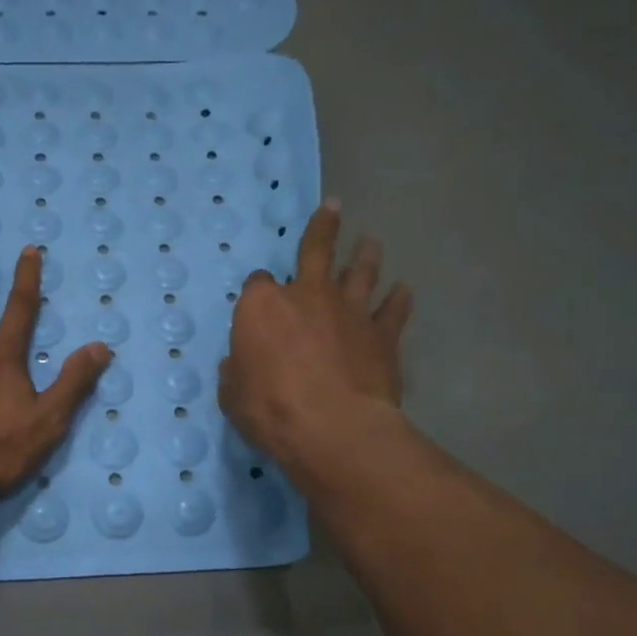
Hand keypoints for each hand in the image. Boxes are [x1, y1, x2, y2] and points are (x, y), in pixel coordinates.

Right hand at [219, 201, 412, 469]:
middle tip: (334, 206)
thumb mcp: (233, 394)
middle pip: (316, 250)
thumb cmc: (270, 410)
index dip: (259, 293)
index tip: (259, 305)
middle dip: (324, 227)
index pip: (258, 285)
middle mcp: (307, 295)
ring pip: (360, 272)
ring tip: (372, 242)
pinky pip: (393, 310)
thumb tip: (239, 365)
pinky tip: (404, 291)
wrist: (334, 428)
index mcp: (262, 306)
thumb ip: (237, 372)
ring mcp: (348, 311)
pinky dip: (398, 299)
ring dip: (366, 255)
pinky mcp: (381, 335)